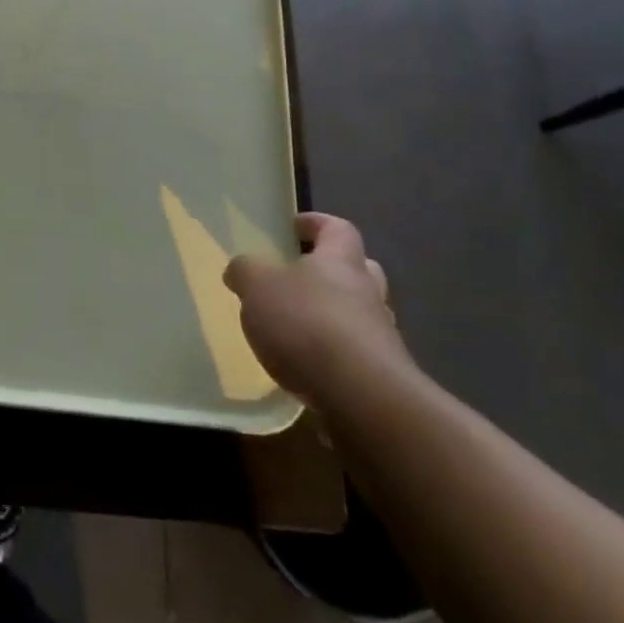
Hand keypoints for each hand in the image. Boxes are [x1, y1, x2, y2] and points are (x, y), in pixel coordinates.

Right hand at [223, 212, 409, 403]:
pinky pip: (356, 354)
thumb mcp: (257, 286)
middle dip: (331, 271)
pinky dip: (334, 355)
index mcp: (341, 261)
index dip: (317, 223)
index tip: (295, 227)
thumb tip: (241, 270)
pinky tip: (307, 368)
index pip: (338, 229)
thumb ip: (246, 271)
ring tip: (296, 329)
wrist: (362, 398)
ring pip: (359, 314)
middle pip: (358, 270)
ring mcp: (381, 337)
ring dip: (333, 316)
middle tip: (300, 278)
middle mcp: (367, 293)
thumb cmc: (307, 324)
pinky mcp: (382, 378)